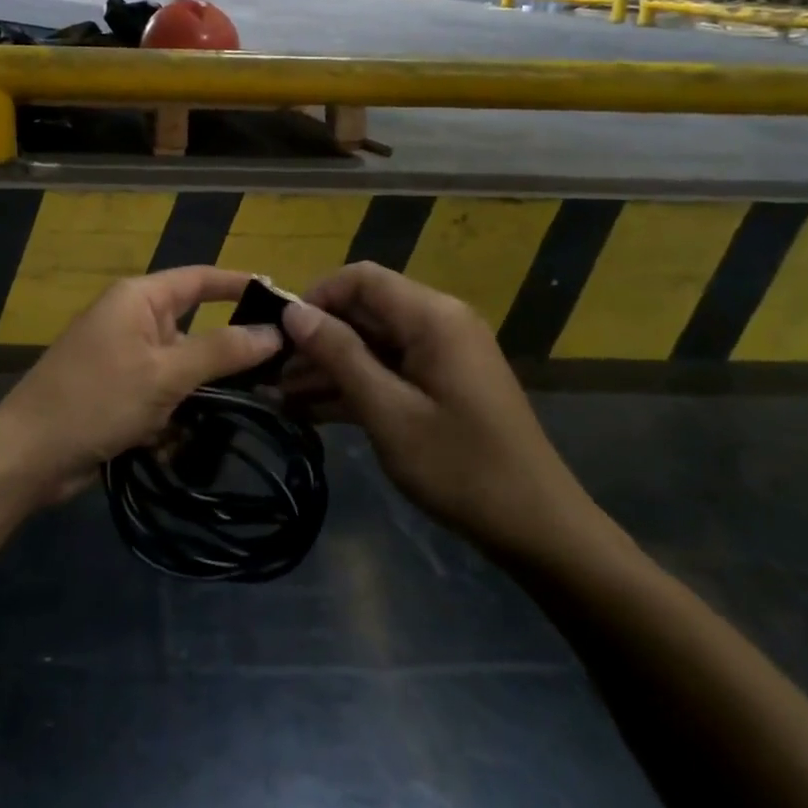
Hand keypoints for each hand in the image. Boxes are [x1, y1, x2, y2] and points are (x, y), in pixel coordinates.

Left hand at [0, 267, 282, 505]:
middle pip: (194, 329)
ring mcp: (124, 359)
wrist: (28, 455)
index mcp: (138, 299)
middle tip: (274, 376)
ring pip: (181, 370)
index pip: (199, 279)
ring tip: (226, 419)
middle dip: (222, 359)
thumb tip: (274, 331)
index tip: (283, 299)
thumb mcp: (165, 374)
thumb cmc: (96, 400)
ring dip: (195, 398)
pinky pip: (160, 397)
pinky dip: (169, 419)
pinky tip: (167, 445)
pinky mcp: (118, 394)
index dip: (239, 285)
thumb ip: (221, 351)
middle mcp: (132, 320)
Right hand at [280, 263, 599, 564]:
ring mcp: (440, 355)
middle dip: (315, 338)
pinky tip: (308, 410)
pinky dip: (352, 386)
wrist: (538, 528)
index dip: (316, 297)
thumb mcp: (388, 412)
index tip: (279, 332)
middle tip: (269, 372)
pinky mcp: (439, 384)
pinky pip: (387, 370)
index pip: (361, 278)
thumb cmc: (461, 467)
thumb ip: (339, 355)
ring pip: (370, 343)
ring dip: (327, 367)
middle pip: (363, 311)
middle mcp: (437, 323)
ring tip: (277, 396)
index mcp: (432, 317)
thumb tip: (293, 313)